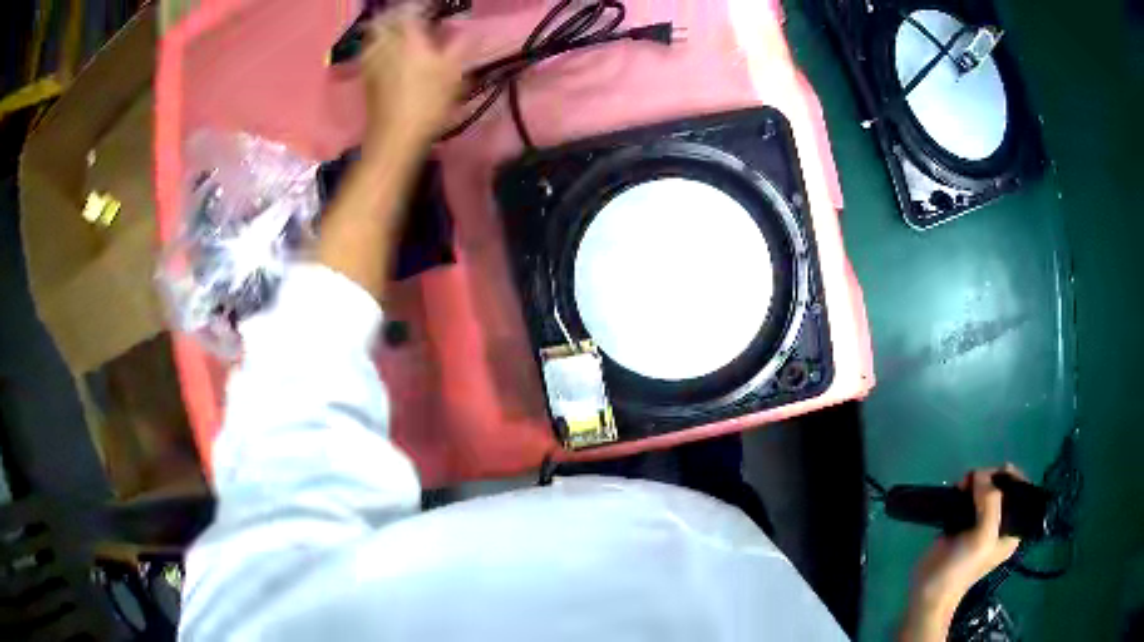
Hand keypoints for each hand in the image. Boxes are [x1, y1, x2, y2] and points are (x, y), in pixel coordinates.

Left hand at [362, 6, 465, 149]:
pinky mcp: (366, 80)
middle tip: (410, 21)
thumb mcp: (453, 74)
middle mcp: (386, 45)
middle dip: (396, 18)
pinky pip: (369, 54)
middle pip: (384, 22)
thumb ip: (462, 47)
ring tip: (398, 36)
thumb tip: (474, 31)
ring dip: (384, 33)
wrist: (395, 138)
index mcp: (409, 39)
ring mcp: (372, 62)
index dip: (420, 8)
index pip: (410, 11)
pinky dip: (378, 49)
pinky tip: (388, 56)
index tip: (430, 10)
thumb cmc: (428, 103)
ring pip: (373, 38)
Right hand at [900, 465, 1022, 640]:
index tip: (992, 475)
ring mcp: (980, 523)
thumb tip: (980, 475)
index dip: (1008, 477)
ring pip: (984, 489)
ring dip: (975, 482)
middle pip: (1001, 487)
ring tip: (961, 484)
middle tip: (972, 480)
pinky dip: (963, 489)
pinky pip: (968, 498)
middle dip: (989, 478)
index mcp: (1012, 528)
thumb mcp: (983, 536)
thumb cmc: (963, 568)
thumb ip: (990, 502)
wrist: (930, 590)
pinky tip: (956, 489)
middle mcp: (1000, 523)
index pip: (1019, 490)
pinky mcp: (962, 523)